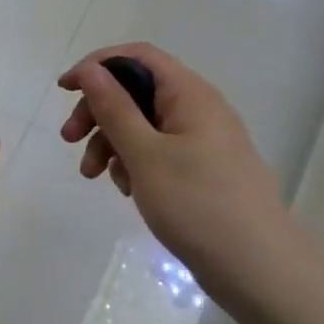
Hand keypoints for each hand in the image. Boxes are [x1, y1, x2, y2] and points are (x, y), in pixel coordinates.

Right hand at [58, 44, 293, 288]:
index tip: (64, 91)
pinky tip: (127, 191)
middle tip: (69, 141)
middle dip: (99, 112)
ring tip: (94, 177)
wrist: (258, 267)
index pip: (138, 56)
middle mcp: (199, 108)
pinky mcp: (203, 170)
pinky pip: (160, 152)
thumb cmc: (197, 204)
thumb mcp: (145, 154)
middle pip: (138, 91)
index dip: (98, 65)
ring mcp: (204, 141)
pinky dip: (136, 163)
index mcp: (190, 93)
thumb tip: (92, 70)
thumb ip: (115, 108)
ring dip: (113, 143)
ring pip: (145, 125)